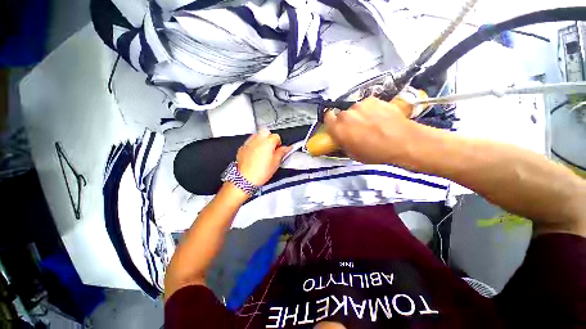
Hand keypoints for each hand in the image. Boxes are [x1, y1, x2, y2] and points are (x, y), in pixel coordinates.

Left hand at [236, 129, 290, 185]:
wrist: (245, 179)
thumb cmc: (259, 173)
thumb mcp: (275, 163)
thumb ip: (281, 153)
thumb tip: (285, 149)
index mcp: (267, 143)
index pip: (276, 136)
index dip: (279, 143)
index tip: (279, 149)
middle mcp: (257, 140)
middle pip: (266, 133)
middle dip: (270, 139)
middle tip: (272, 149)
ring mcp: (249, 143)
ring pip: (257, 136)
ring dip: (262, 140)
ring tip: (264, 151)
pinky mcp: (242, 148)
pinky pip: (250, 142)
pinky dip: (254, 145)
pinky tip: (256, 154)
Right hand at [324, 96, 416, 163]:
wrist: (402, 141)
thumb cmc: (375, 152)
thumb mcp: (353, 154)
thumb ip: (342, 142)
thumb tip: (340, 137)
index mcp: (338, 129)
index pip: (327, 118)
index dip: (331, 122)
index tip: (336, 126)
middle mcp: (346, 115)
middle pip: (342, 115)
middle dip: (347, 121)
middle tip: (356, 128)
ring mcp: (360, 105)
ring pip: (355, 109)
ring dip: (359, 115)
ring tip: (371, 123)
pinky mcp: (373, 99)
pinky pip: (367, 105)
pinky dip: (370, 110)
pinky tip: (379, 117)